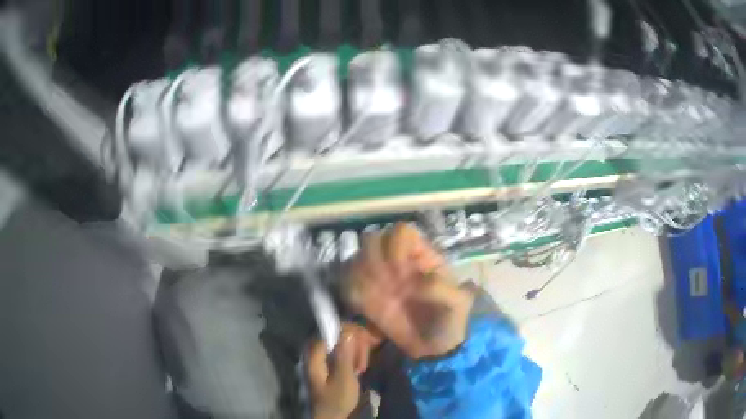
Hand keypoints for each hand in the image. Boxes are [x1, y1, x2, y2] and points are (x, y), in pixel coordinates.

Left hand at [306, 324, 376, 418]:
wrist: (330, 418)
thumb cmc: (336, 400)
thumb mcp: (344, 380)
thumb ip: (345, 355)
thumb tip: (347, 331)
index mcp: (314, 356)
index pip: (327, 331)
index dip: (345, 330)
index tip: (362, 338)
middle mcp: (315, 354)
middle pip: (335, 337)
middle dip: (353, 344)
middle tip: (364, 359)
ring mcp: (321, 360)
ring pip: (339, 345)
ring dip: (355, 352)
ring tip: (363, 367)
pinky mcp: (328, 366)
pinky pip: (340, 353)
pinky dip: (351, 358)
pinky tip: (359, 368)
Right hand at [343, 223, 473, 358]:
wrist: (436, 349)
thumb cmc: (451, 320)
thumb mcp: (457, 303)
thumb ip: (439, 288)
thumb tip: (411, 283)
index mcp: (422, 256)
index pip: (401, 232)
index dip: (396, 247)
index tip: (400, 272)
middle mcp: (398, 262)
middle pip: (373, 240)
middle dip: (373, 260)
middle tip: (384, 284)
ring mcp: (381, 279)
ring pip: (357, 259)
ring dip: (360, 275)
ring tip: (376, 298)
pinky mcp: (368, 298)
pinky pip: (349, 285)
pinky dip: (352, 292)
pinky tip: (365, 308)